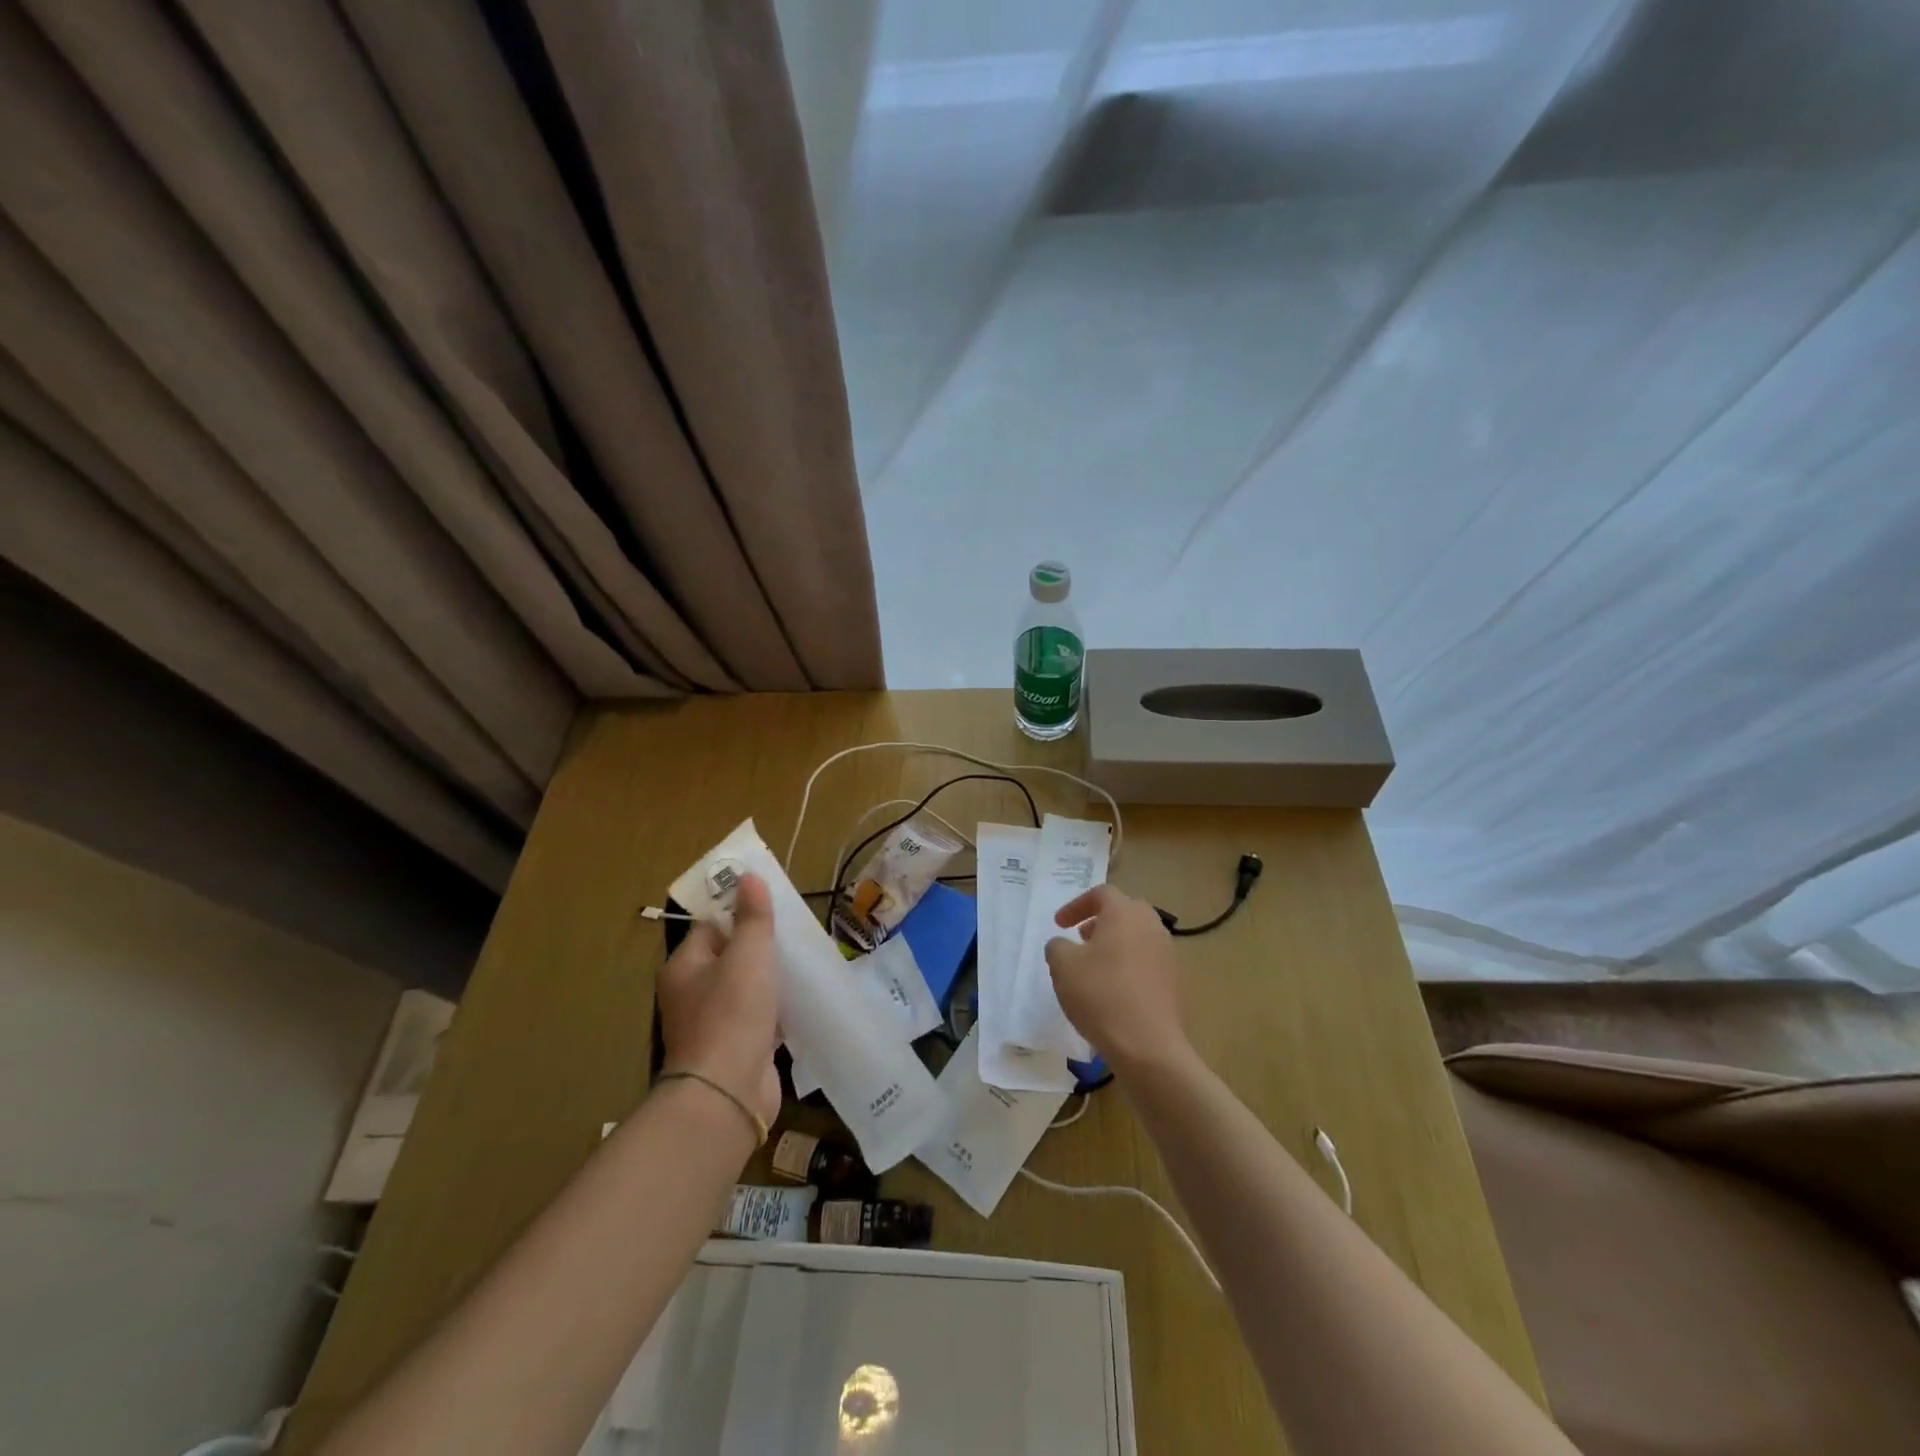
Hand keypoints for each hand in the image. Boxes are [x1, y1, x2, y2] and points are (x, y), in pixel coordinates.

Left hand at [657, 873, 780, 1130]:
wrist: (727, 1094)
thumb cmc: (732, 1013)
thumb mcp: (748, 954)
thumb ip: (752, 916)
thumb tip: (748, 876)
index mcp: (684, 967)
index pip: (711, 926)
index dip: (739, 912)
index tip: (773, 904)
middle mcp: (692, 994)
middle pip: (730, 957)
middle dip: (761, 946)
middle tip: (795, 933)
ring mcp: (713, 1025)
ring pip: (746, 989)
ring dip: (771, 980)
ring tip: (804, 963)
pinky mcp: (736, 1050)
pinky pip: (758, 1019)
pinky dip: (777, 1011)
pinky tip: (802, 1001)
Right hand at [1045, 885, 1192, 1075]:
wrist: (1148, 1045)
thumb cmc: (1101, 995)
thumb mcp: (1063, 966)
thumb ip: (1057, 947)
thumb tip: (1062, 945)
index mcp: (1125, 913)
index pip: (1101, 894)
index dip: (1076, 905)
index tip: (1059, 924)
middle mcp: (1151, 925)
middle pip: (1124, 911)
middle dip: (1100, 921)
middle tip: (1081, 938)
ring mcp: (1167, 953)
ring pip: (1137, 936)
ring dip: (1115, 943)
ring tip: (1095, 966)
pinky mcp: (1174, 981)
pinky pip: (1147, 961)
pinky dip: (1128, 964)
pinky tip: (1113, 989)